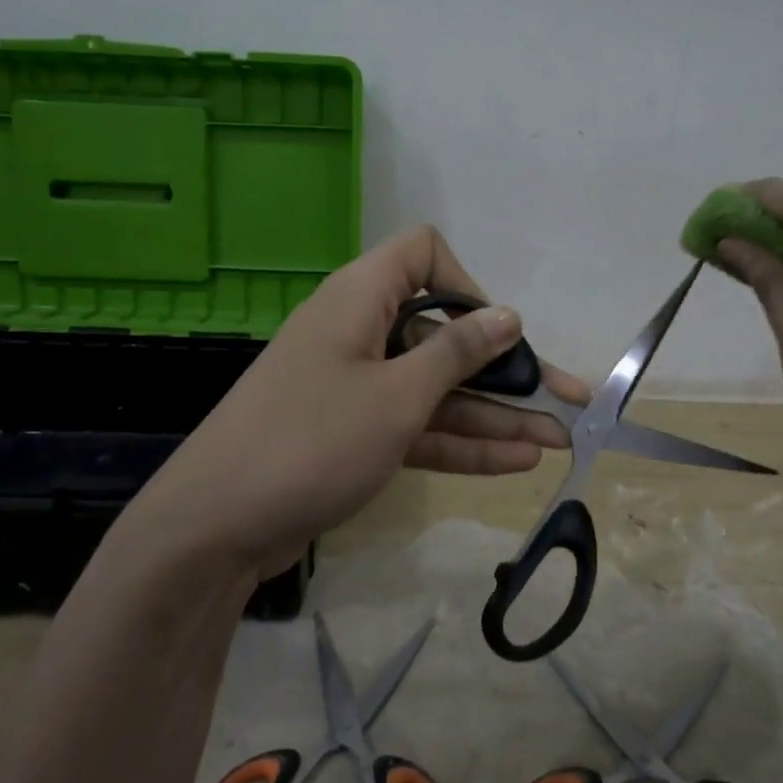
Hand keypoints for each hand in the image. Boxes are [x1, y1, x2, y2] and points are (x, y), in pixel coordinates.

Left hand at [121, 225, 589, 580]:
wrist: (214, 528)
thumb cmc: (312, 441)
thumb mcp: (396, 395)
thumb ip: (457, 353)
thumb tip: (507, 315)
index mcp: (361, 300)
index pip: (422, 255)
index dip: (465, 282)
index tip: (496, 330)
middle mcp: (360, 334)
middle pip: (444, 336)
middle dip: (505, 367)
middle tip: (568, 398)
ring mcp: (356, 388)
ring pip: (436, 390)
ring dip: (494, 414)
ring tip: (559, 439)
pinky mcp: (353, 435)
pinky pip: (416, 426)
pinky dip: (460, 442)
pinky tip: (516, 461)